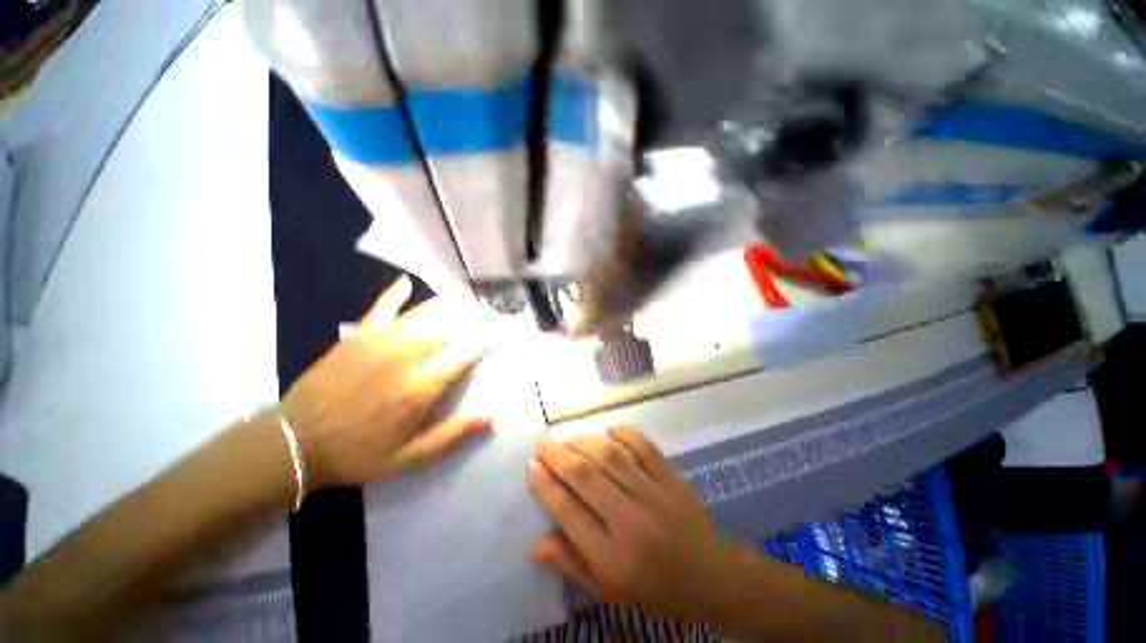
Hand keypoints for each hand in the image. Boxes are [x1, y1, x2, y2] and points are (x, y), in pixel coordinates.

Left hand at [278, 276, 490, 489]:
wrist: (293, 444)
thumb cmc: (358, 454)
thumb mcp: (410, 458)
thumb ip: (452, 435)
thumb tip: (491, 417)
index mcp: (420, 389)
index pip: (461, 357)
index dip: (479, 344)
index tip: (492, 336)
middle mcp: (405, 359)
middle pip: (445, 331)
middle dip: (467, 321)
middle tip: (481, 314)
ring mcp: (379, 344)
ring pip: (421, 316)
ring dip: (444, 306)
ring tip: (460, 299)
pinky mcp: (357, 338)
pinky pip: (381, 308)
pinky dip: (395, 294)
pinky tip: (406, 283)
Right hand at [527, 427, 732, 617]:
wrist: (712, 577)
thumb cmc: (656, 589)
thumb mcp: (609, 590)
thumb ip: (572, 565)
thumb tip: (534, 545)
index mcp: (613, 558)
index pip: (569, 513)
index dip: (545, 487)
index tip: (531, 467)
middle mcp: (631, 521)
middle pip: (586, 478)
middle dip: (558, 456)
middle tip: (542, 443)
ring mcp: (655, 495)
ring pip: (612, 458)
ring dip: (585, 442)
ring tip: (568, 437)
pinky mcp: (673, 479)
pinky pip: (646, 449)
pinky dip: (626, 434)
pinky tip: (610, 429)